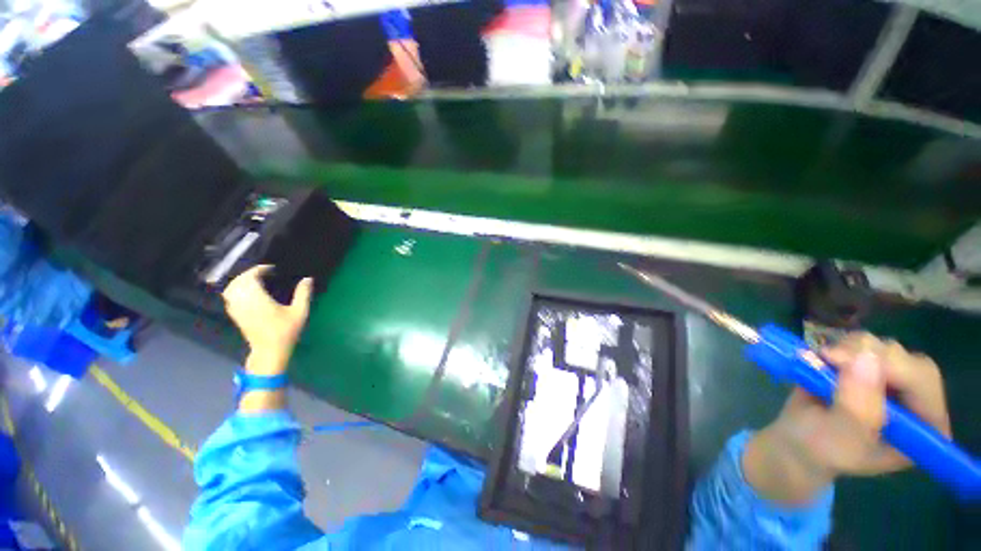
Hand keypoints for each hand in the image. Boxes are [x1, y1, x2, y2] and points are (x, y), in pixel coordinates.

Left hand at [222, 265, 312, 375]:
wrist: (270, 351)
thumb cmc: (286, 331)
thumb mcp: (299, 312)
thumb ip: (303, 294)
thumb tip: (308, 278)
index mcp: (258, 299)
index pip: (251, 278)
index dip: (259, 270)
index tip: (271, 269)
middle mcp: (243, 302)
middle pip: (238, 281)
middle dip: (249, 274)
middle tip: (264, 273)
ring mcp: (237, 309)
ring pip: (231, 289)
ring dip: (241, 281)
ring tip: (254, 281)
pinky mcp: (235, 316)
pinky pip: (229, 298)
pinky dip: (236, 291)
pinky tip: (247, 293)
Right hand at [744, 332, 950, 503]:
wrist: (799, 441)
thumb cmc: (823, 449)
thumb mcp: (840, 438)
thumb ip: (857, 408)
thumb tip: (865, 359)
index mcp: (925, 426)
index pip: (923, 381)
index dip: (889, 366)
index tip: (841, 362)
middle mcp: (917, 399)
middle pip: (905, 358)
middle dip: (865, 354)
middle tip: (828, 359)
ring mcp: (894, 380)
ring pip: (882, 346)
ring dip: (848, 348)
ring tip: (822, 363)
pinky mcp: (872, 366)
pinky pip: (862, 342)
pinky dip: (839, 344)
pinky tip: (823, 359)